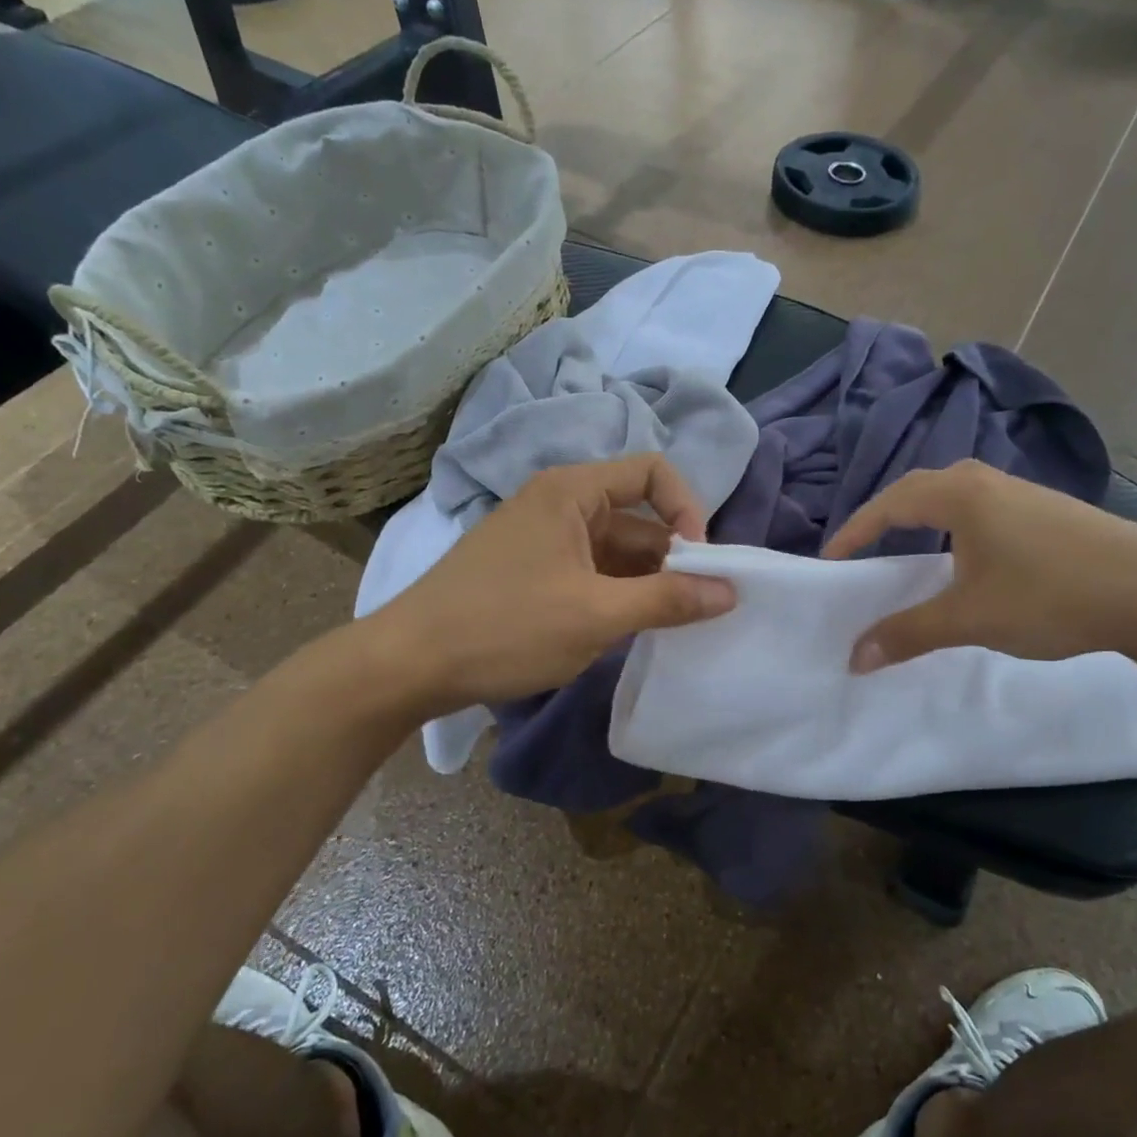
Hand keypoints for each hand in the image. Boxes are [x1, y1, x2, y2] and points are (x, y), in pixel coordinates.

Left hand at [364, 455, 735, 716]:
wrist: (406, 665)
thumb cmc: (504, 628)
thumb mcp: (595, 615)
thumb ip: (668, 600)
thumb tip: (730, 591)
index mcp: (572, 492)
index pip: (653, 472)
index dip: (688, 510)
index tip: (700, 563)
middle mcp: (558, 504)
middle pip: (637, 515)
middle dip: (671, 558)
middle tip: (695, 608)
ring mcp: (541, 539)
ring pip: (614, 550)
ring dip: (645, 582)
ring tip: (667, 626)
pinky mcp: (530, 572)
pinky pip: (589, 571)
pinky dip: (615, 595)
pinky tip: (627, 631)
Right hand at [823, 461, 1136, 671]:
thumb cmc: (1053, 596)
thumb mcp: (970, 619)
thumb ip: (908, 633)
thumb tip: (854, 657)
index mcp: (962, 494)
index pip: (889, 503)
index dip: (854, 531)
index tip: (831, 559)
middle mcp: (989, 482)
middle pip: (919, 489)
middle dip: (885, 517)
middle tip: (864, 549)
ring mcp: (1024, 492)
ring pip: (954, 496)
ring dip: (923, 518)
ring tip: (908, 550)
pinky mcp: (1050, 511)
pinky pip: (983, 509)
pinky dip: (956, 526)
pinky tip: (969, 557)